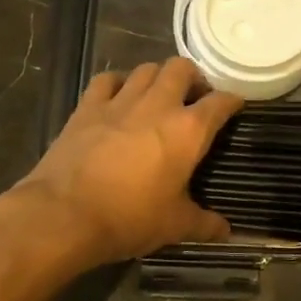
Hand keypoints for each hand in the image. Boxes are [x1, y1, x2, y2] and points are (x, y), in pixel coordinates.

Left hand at [12, 59, 243, 269]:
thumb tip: (226, 232)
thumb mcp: (175, 226)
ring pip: (146, 68)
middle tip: (194, 98)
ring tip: (159, 96)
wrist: (64, 215)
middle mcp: (158, 105)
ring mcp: (120, 101)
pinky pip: (107, 79)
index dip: (232, 101)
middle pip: (182, 68)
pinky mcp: (87, 107)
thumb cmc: (129, 218)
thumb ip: (204, 224)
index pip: (221, 102)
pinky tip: (119, 97)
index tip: (235, 106)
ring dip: (158, 77)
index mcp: (188, 130)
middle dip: (193, 78)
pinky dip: (119, 83)